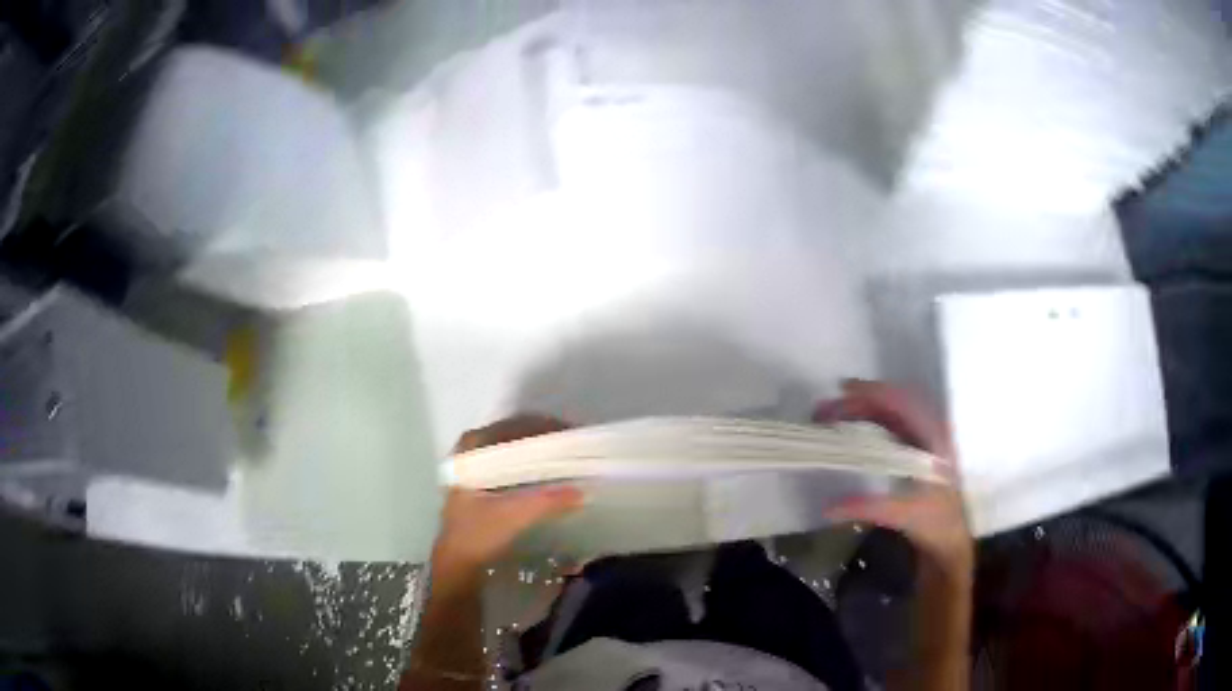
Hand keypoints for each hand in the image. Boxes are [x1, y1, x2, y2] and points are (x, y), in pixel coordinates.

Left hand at [433, 415, 583, 581]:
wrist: (456, 563)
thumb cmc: (477, 535)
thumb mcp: (513, 517)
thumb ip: (547, 502)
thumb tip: (582, 491)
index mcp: (471, 448)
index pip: (513, 426)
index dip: (544, 428)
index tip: (572, 435)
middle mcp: (470, 450)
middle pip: (514, 434)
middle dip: (544, 438)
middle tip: (574, 445)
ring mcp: (473, 466)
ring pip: (512, 448)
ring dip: (538, 450)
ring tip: (567, 456)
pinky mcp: (480, 482)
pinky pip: (510, 462)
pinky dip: (530, 463)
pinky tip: (549, 473)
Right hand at [815, 380, 971, 576]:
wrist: (953, 540)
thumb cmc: (936, 523)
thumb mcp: (904, 515)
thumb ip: (868, 507)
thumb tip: (827, 508)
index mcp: (933, 438)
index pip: (902, 402)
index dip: (874, 392)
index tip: (843, 390)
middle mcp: (930, 431)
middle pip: (893, 404)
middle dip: (859, 402)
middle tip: (824, 412)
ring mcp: (925, 440)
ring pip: (892, 414)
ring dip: (862, 411)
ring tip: (832, 417)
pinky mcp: (918, 451)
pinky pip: (893, 426)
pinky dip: (870, 422)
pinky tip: (852, 430)